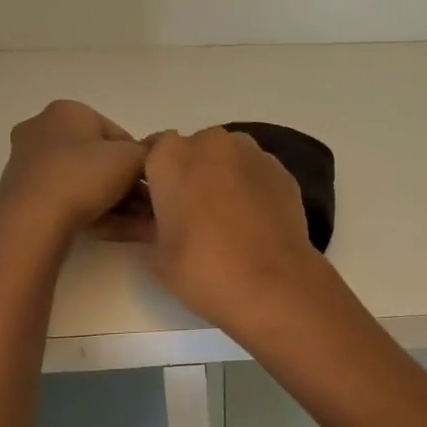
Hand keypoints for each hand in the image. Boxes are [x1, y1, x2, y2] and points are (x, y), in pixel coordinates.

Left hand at [0, 100, 147, 246]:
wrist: (32, 221)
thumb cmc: (84, 175)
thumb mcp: (131, 158)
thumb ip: (152, 150)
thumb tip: (167, 142)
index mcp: (67, 112)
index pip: (117, 134)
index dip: (141, 159)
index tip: (155, 182)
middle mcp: (44, 132)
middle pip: (101, 161)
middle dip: (132, 187)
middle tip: (155, 207)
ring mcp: (31, 167)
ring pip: (87, 185)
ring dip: (122, 205)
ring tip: (149, 226)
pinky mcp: (26, 198)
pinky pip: (71, 202)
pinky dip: (100, 214)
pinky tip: (128, 233)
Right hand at [140, 127, 325, 334]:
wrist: (273, 283)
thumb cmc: (203, 268)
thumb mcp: (155, 254)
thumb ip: (144, 225)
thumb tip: (145, 220)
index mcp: (171, 155)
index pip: (150, 152)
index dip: (152, 177)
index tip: (153, 203)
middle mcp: (212, 142)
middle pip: (193, 149)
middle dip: (190, 173)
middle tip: (190, 213)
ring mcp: (253, 153)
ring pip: (227, 157)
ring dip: (222, 176)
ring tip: (225, 217)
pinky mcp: (282, 170)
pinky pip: (255, 172)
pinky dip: (251, 186)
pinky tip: (254, 220)